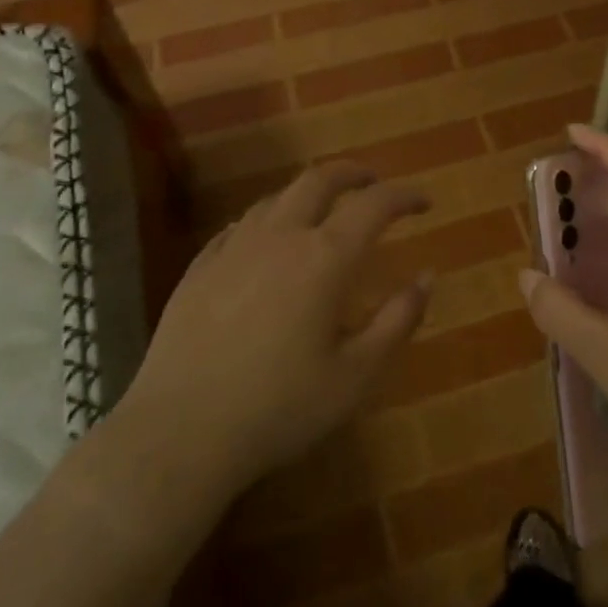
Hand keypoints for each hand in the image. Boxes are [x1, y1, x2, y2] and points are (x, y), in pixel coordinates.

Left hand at [113, 162, 431, 504]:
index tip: (423, 202)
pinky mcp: (199, 269)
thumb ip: (398, 321)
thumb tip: (427, 277)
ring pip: (276, 198)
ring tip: (323, 209)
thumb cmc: (280, 408)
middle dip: (353, 173)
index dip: (403, 196)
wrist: (180, 433)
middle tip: (373, 181)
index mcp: (324, 258)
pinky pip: (239, 226)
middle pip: (319, 180)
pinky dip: (266, 221)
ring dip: (308, 193)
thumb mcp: (357, 375)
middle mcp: (279, 238)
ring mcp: (233, 249)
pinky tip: (265, 240)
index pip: (374, 205)